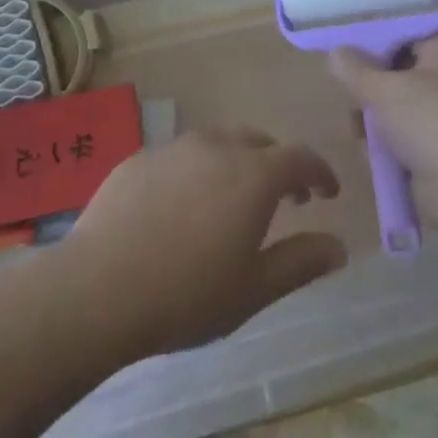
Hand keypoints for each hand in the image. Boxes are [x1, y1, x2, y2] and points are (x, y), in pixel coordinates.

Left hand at [57, 129, 346, 360]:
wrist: (98, 288)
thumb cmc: (187, 294)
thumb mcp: (254, 289)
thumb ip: (301, 262)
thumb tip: (339, 247)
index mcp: (252, 174)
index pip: (300, 158)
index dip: (320, 172)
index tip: (328, 193)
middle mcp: (216, 147)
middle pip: (259, 142)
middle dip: (278, 165)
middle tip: (285, 198)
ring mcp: (173, 148)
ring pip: (218, 142)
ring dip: (237, 163)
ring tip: (233, 200)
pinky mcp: (138, 159)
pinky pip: (181, 156)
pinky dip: (197, 171)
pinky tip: (182, 207)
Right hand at [328, 36, 437, 232]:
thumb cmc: (432, 120)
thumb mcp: (383, 88)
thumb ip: (354, 69)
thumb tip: (336, 53)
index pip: (405, 35)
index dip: (374, 41)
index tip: (345, 53)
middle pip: (399, 75)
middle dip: (371, 89)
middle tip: (349, 97)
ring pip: (399, 111)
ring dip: (376, 123)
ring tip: (357, 131)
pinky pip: (406, 142)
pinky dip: (388, 148)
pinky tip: (369, 154)